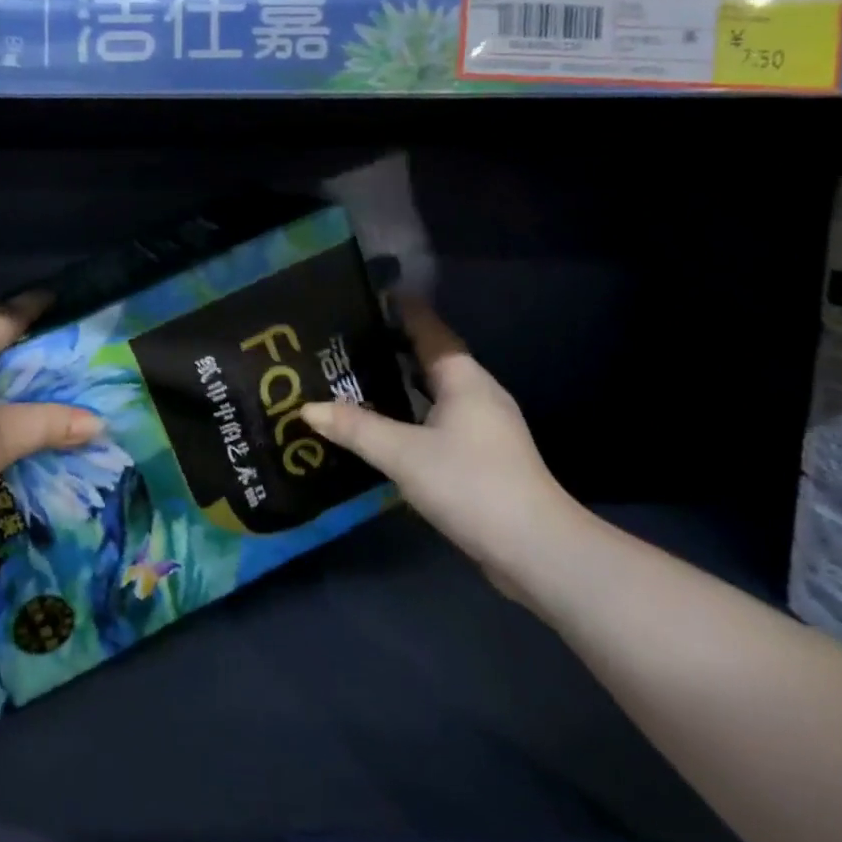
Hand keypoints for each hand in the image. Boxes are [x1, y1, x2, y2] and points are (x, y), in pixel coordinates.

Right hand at [299, 299, 586, 601]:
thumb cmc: (470, 483)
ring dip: (401, 382)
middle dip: (394, 346)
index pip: (430, 330)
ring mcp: (484, 427)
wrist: (534, 548)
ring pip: (435, 391)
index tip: (373, 293)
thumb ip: (355, 428)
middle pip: (432, 358)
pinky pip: (438, 418)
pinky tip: (385, 426)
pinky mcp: (482, 456)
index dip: (404, 310)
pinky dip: (411, 412)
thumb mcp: (403, 454)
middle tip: (348, 340)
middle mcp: (477, 394)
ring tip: (357, 378)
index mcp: (464, 379)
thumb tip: (308, 408)